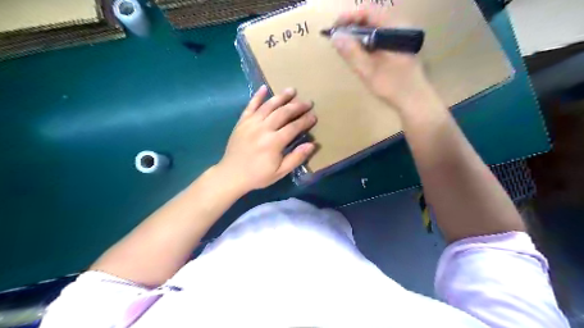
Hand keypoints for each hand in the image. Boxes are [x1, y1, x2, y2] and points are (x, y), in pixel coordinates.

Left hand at [215, 84, 317, 192]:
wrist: (232, 175)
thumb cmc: (258, 175)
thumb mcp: (280, 172)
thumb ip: (296, 158)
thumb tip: (312, 144)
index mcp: (274, 142)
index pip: (294, 127)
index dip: (305, 121)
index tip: (314, 116)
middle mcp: (263, 128)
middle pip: (283, 113)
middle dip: (297, 106)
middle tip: (307, 102)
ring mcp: (251, 123)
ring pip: (268, 106)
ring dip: (281, 97)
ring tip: (291, 90)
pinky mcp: (242, 122)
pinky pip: (250, 106)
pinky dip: (257, 96)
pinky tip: (264, 88)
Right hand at [333, 6, 432, 109]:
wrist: (415, 100)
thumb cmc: (392, 86)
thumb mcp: (368, 70)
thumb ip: (351, 52)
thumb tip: (335, 36)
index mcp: (394, 29)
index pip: (368, 12)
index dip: (348, 17)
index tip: (333, 28)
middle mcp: (400, 26)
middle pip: (372, 17)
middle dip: (352, 25)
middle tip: (337, 38)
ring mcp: (401, 36)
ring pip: (375, 27)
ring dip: (358, 34)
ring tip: (345, 46)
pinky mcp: (400, 45)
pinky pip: (380, 36)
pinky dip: (367, 41)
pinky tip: (360, 53)